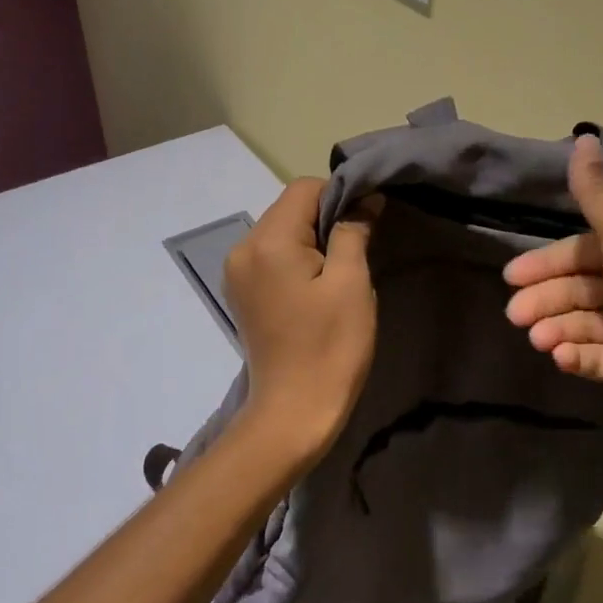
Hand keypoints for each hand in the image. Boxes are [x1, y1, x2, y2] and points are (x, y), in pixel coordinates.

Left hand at [223, 179, 380, 464]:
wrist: (293, 413)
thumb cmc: (329, 346)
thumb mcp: (351, 283)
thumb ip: (354, 231)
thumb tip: (364, 199)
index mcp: (267, 241)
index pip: (304, 188)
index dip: (339, 196)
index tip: (365, 224)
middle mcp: (242, 248)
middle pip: (289, 208)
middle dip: (324, 219)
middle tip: (355, 251)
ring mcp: (237, 272)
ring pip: (280, 231)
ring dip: (311, 240)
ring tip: (336, 273)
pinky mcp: (241, 292)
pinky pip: (271, 255)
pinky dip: (295, 258)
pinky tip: (314, 287)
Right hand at [502, 135, 602, 439]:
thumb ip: (597, 195)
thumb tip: (584, 137)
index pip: (585, 249)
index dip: (547, 261)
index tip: (512, 276)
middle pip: (581, 286)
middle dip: (546, 298)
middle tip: (515, 316)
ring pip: (585, 322)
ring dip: (557, 328)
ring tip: (539, 342)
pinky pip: (598, 355)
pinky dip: (577, 354)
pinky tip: (561, 359)